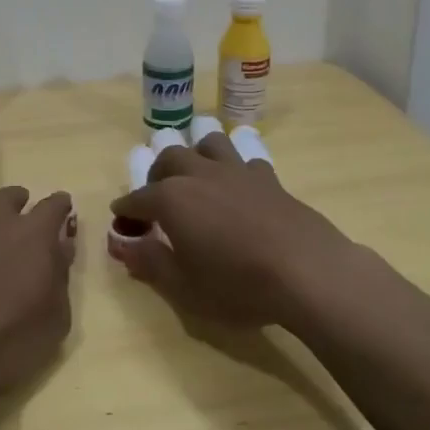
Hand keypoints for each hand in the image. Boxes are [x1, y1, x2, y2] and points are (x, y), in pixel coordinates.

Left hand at [0, 180, 75, 397]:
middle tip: (16, 226)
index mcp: (34, 234)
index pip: (54, 205)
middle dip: (18, 204)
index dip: (59, 207)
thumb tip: (62, 247)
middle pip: (10, 194)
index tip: (61, 214)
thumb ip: (61, 277)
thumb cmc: (6, 342)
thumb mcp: (54, 320)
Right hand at [109, 134, 354, 329]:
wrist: (306, 271)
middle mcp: (200, 174)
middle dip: (157, 176)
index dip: (126, 211)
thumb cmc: (237, 285)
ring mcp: (236, 171)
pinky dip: (234, 169)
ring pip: (208, 144)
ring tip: (195, 178)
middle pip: (170, 159)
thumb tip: (123, 245)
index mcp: (172, 199)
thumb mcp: (184, 286)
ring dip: (195, 156)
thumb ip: (150, 262)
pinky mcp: (268, 177)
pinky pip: (244, 160)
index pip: (138, 198)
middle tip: (156, 200)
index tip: (122, 223)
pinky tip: (238, 189)